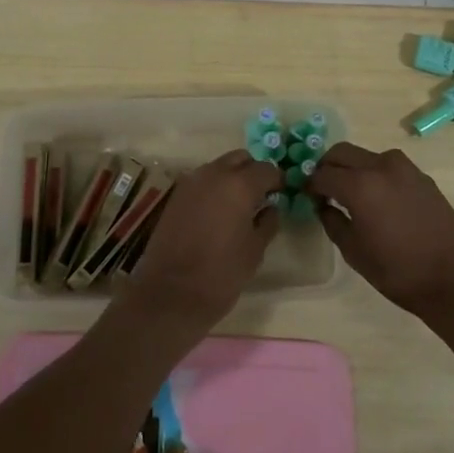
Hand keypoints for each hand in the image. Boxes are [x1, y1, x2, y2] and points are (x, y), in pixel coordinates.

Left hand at [124, 149, 281, 334]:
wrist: (171, 293)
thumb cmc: (221, 273)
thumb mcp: (255, 250)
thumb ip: (267, 222)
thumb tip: (271, 207)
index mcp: (239, 185)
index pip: (266, 169)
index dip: (277, 180)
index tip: (282, 194)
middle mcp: (214, 174)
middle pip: (240, 159)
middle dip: (253, 171)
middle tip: (261, 195)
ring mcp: (191, 182)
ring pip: (218, 167)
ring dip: (232, 178)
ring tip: (239, 205)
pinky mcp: (176, 195)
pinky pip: (202, 181)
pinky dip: (213, 188)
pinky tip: (218, 212)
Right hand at [306, 142, 453, 322]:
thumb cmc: (398, 272)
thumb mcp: (354, 252)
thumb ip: (332, 221)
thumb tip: (323, 205)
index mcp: (360, 185)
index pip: (322, 174)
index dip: (310, 185)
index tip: (308, 198)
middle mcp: (381, 166)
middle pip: (341, 153)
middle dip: (327, 167)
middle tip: (324, 190)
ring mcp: (405, 168)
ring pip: (365, 155)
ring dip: (352, 168)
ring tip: (351, 195)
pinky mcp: (422, 176)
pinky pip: (387, 166)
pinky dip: (374, 174)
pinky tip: (378, 200)